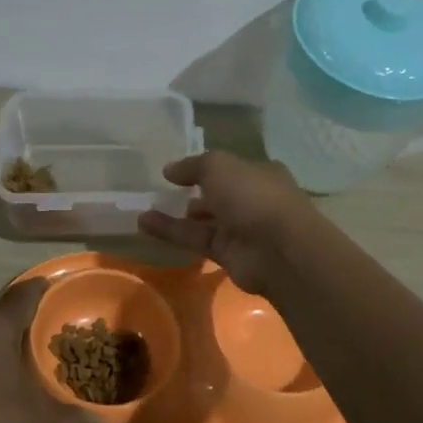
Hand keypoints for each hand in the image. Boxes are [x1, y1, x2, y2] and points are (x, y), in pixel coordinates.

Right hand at [136, 151, 316, 293]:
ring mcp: (241, 230)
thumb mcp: (219, 167)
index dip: (205, 168)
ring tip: (143, 208)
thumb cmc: (253, 196)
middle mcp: (252, 200)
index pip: (230, 168)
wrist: (279, 250)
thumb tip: (169, 170)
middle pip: (218, 195)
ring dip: (175, 215)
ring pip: (203, 220)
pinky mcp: (227, 255)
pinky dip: (171, 232)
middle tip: (160, 192)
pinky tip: (143, 224)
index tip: (176, 171)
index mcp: (259, 174)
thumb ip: (192, 166)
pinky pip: (195, 240)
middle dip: (193, 194)